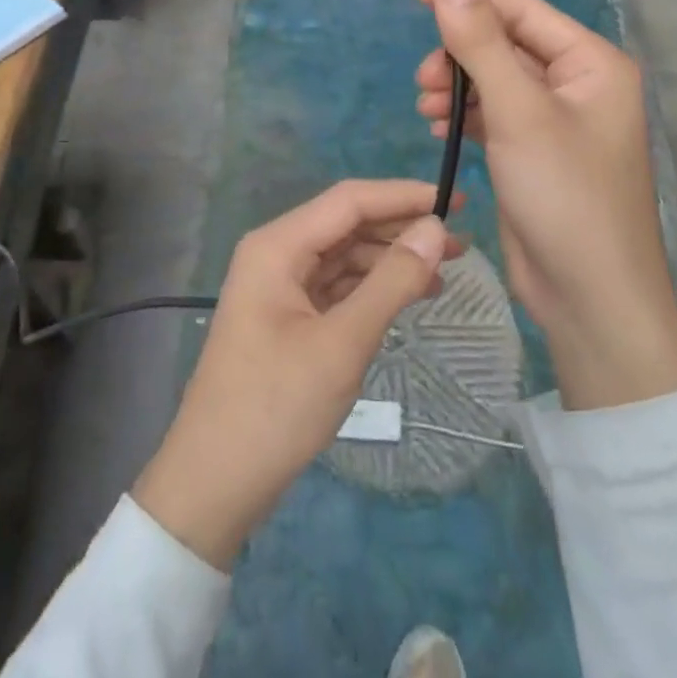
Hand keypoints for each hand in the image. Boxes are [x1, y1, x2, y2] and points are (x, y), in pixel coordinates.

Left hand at [132, 180, 457, 569]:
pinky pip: (336, 286)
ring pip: (344, 255)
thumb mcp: (343, 343)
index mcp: (278, 245)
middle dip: (401, 229)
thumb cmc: (276, 407)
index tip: (455, 201)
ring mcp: (279, 286)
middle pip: (347, 225)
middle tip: (461, 241)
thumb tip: (436, 229)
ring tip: (446, 271)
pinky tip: (408, 296)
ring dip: (391, 260)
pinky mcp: (287, 316)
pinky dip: (372, 288)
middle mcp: (276, 254)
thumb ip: (392, 282)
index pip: (349, 201)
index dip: (403, 196)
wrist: (215, 482)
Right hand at [415, 0, 676, 410]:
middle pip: (505, 44)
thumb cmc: (564, 195)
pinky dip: (465, 114)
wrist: (590, 300)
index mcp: (591, 62)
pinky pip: (494, 114)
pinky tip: (438, 126)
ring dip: (457, 86)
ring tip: (426, 108)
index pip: (521, 10)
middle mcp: (578, 84)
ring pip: (495, 80)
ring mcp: (555, 121)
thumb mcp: (517, 110)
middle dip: (460, 55)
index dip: (469, 2)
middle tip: (423, 81)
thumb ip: (479, 39)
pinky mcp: (534, 152)